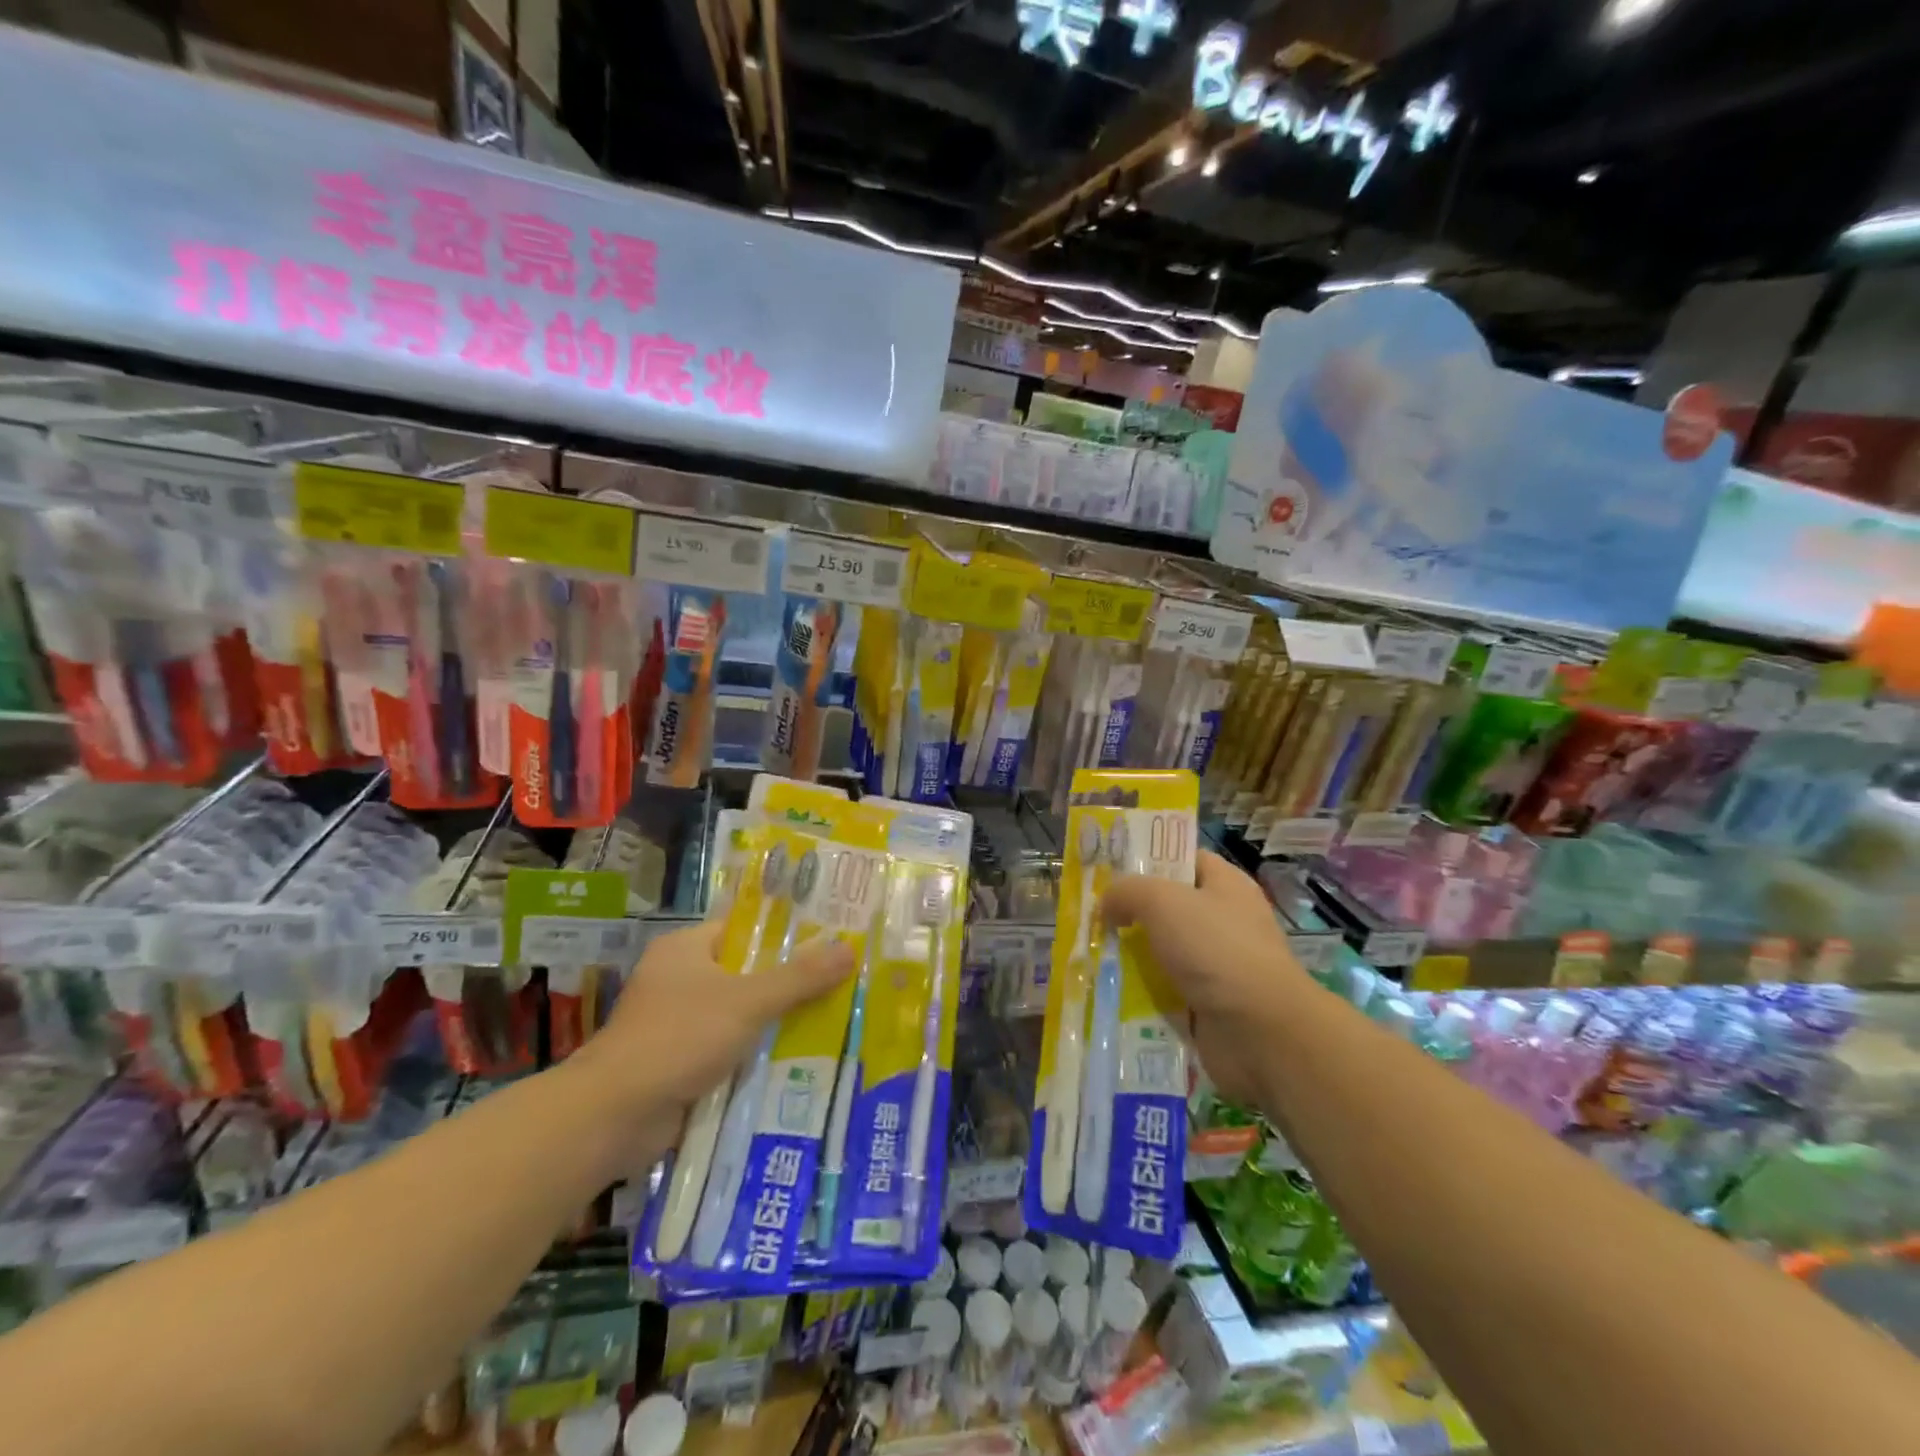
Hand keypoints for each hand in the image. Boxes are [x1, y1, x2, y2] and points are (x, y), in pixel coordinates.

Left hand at [573, 922, 853, 1136]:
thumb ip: (799, 977)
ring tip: (833, 1020)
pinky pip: (730, 1050)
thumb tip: (850, 948)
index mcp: (686, 949)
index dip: (786, 931)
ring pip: (741, 1015)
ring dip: (776, 1023)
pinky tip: (799, 1062)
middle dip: (790, 982)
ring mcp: (677, 1024)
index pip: (744, 928)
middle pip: (747, 973)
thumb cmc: (678, 1038)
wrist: (612, 1117)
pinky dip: (757, 1056)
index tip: (830, 936)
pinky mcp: (680, 1064)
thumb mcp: (748, 1001)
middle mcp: (680, 979)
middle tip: (842, 981)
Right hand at [1101, 850, 1305, 1108]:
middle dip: (1130, 913)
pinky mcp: (1208, 1006)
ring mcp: (1217, 966)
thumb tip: (1107, 905)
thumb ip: (1126, 891)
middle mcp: (1224, 921)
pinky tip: (1109, 992)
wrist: (1261, 1032)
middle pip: (1167, 908)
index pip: (1184, 859)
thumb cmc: (1215, 949)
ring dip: (1130, 958)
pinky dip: (1141, 994)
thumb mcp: (1161, 901)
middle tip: (1091, 917)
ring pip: (1162, 953)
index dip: (1148, 860)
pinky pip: (1165, 992)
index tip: (1109, 870)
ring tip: (1090, 956)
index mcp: (1226, 885)